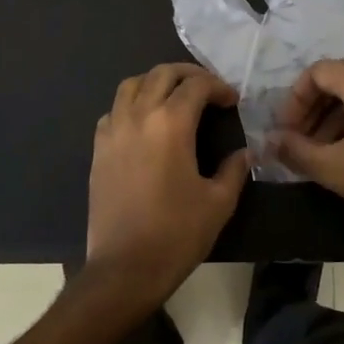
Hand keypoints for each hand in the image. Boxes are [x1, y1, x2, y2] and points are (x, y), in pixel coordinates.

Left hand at [86, 64, 249, 304]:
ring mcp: (113, 131)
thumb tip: (246, 153)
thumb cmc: (176, 234)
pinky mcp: (98, 149)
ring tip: (174, 98)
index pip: (197, 85)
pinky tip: (144, 124)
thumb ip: (234, 169)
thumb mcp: (218, 203)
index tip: (232, 101)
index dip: (219, 87)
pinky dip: (131, 105)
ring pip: (131, 85)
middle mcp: (139, 116)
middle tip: (207, 90)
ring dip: (156, 82)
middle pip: (162, 74)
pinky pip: (113, 111)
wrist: (124, 269)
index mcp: (171, 124)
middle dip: (188, 75)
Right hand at [271, 59, 343, 248]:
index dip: (294, 100)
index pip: (316, 72)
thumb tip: (268, 141)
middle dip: (313, 109)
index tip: (285, 131)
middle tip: (299, 140)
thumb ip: (296, 150)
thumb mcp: (334, 168)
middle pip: (338, 79)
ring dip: (334, 116)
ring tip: (322, 151)